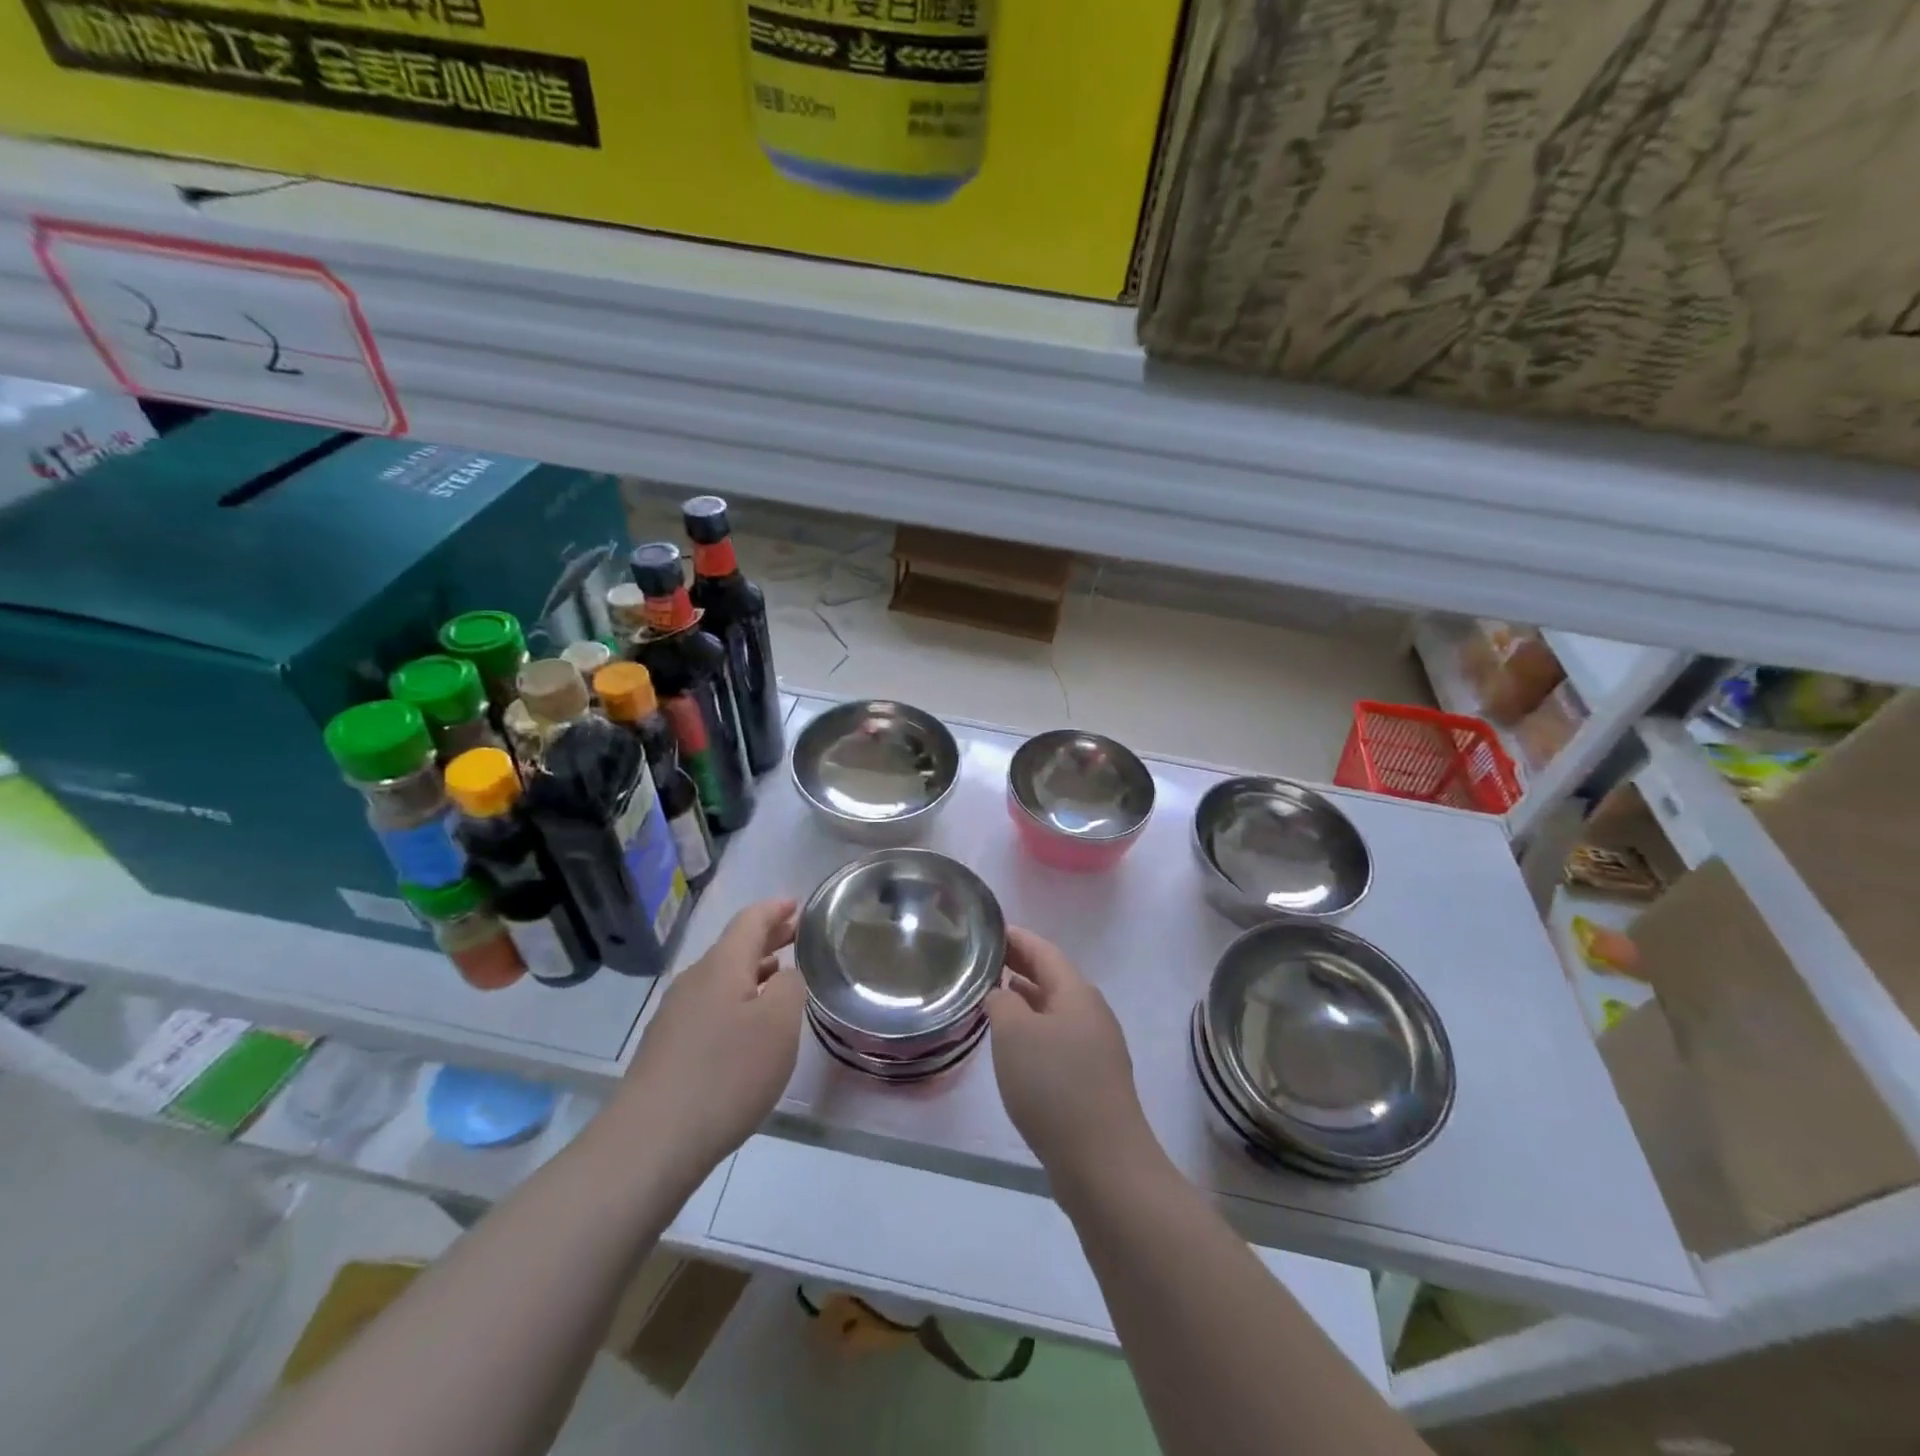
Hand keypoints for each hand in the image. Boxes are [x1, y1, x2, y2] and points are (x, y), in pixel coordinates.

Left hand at [618, 898, 804, 1179]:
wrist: (650, 1142)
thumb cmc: (726, 1074)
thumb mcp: (778, 1025)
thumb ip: (790, 987)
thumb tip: (785, 974)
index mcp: (721, 966)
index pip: (750, 920)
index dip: (776, 909)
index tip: (798, 905)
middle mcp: (694, 981)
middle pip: (733, 947)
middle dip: (766, 938)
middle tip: (797, 936)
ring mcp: (675, 1015)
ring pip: (721, 978)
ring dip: (752, 971)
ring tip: (779, 977)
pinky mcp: (666, 1048)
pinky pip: (709, 1006)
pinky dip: (736, 999)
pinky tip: (748, 1026)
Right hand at [987, 926, 1153, 1183]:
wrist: (1103, 1163)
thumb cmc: (1054, 1086)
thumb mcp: (1014, 1033)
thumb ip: (1002, 1001)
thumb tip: (1001, 993)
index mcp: (1077, 993)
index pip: (1044, 951)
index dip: (1016, 938)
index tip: (989, 929)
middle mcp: (1092, 1013)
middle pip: (1053, 978)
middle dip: (1021, 966)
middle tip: (986, 959)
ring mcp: (1097, 1048)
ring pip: (1056, 1009)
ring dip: (1027, 998)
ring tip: (994, 996)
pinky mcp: (1094, 1079)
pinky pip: (1059, 1038)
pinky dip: (1035, 1028)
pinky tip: (1016, 1045)